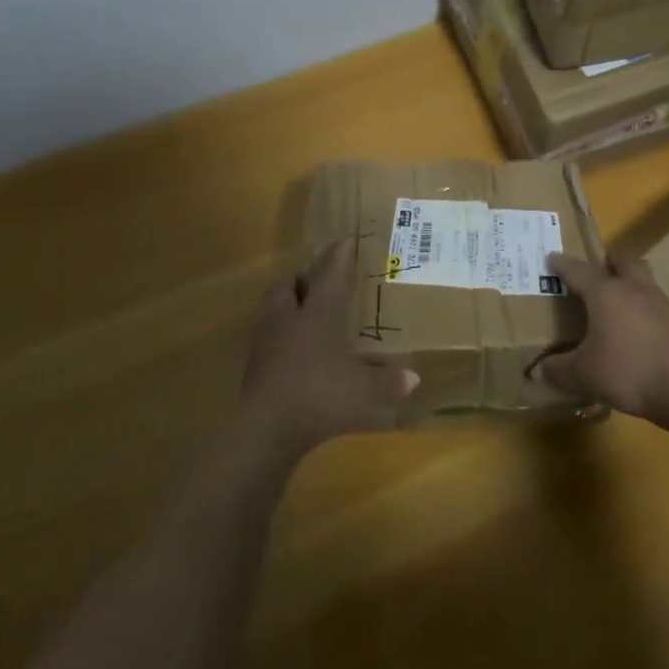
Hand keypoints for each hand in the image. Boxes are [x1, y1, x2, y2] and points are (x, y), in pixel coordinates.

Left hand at [239, 237, 419, 454]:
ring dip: (287, 305)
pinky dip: (280, 337)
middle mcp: (289, 318)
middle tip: (317, 281)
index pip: (332, 273)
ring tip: (303, 313)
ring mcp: (266, 341)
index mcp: (318, 312)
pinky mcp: (254, 365)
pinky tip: (294, 352)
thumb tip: (414, 379)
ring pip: (272, 309)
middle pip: (289, 285)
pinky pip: (268, 338)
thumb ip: (388, 383)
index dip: (341, 255)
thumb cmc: (320, 395)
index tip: (347, 240)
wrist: (266, 429)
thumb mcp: (364, 391)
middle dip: (302, 279)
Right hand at [539, 251, 668, 423]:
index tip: (551, 258)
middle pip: (621, 260)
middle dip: (607, 260)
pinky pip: (656, 304)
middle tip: (596, 270)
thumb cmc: (629, 372)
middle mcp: (633, 288)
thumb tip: (538, 371)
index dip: (562, 264)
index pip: (578, 270)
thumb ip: (559, 370)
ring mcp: (660, 303)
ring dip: (629, 282)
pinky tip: (638, 330)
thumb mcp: (584, 375)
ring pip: (642, 279)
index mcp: (605, 293)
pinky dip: (644, 309)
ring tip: (617, 301)